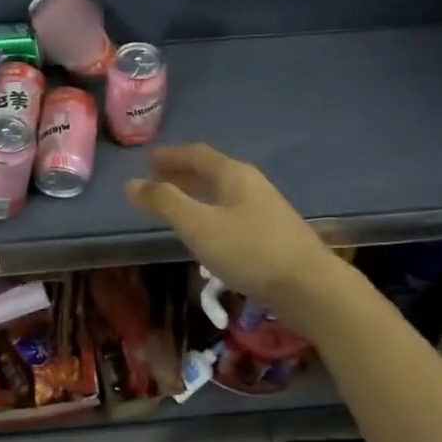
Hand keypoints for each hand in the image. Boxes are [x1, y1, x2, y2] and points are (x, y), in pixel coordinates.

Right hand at [125, 144, 337, 311]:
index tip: (147, 160)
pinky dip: (211, 211)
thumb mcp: (198, 225)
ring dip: (196, 193)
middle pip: (211, 171)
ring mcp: (266, 208)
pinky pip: (232, 211)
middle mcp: (251, 184)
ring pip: (222, 192)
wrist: (310, 287)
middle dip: (181, 173)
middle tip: (155, 180)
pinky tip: (207, 232)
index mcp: (233, 174)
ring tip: (175, 205)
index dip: (170, 156)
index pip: (196, 154)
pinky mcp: (273, 233)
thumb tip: (131, 183)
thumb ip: (164, 202)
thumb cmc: (249, 250)